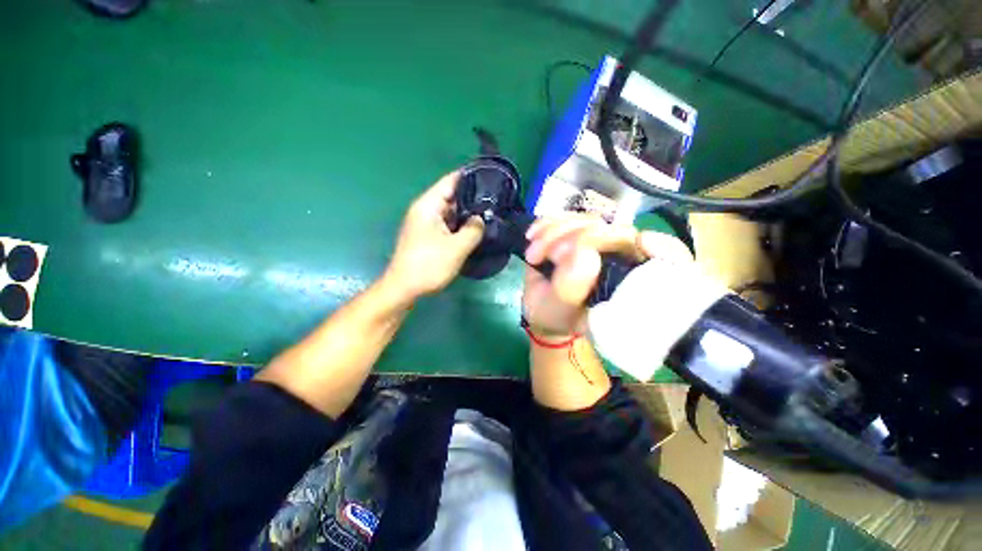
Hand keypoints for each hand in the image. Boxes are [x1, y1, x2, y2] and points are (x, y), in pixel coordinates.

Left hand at [384, 171, 484, 298]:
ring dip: (467, 214)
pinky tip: (474, 230)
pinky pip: (447, 225)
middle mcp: (425, 210)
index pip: (450, 181)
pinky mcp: (427, 237)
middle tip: (495, 200)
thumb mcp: (456, 247)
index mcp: (428, 205)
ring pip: (450, 212)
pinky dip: (460, 225)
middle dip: (472, 198)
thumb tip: (481, 219)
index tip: (490, 177)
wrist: (404, 288)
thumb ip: (473, 229)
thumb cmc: (428, 265)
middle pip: (451, 196)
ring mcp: (425, 224)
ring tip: (490, 213)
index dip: (469, 177)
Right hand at [522, 213, 692, 336]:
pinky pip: (568, 216)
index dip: (665, 248)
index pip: (666, 260)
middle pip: (615, 230)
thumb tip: (584, 253)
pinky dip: (548, 222)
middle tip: (546, 256)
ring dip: (554, 231)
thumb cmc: (557, 316)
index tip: (643, 243)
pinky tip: (533, 235)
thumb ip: (571, 289)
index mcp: (630, 283)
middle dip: (573, 236)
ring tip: (534, 254)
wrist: (543, 310)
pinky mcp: (577, 233)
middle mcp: (621, 259)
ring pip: (588, 219)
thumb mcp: (561, 310)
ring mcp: (598, 243)